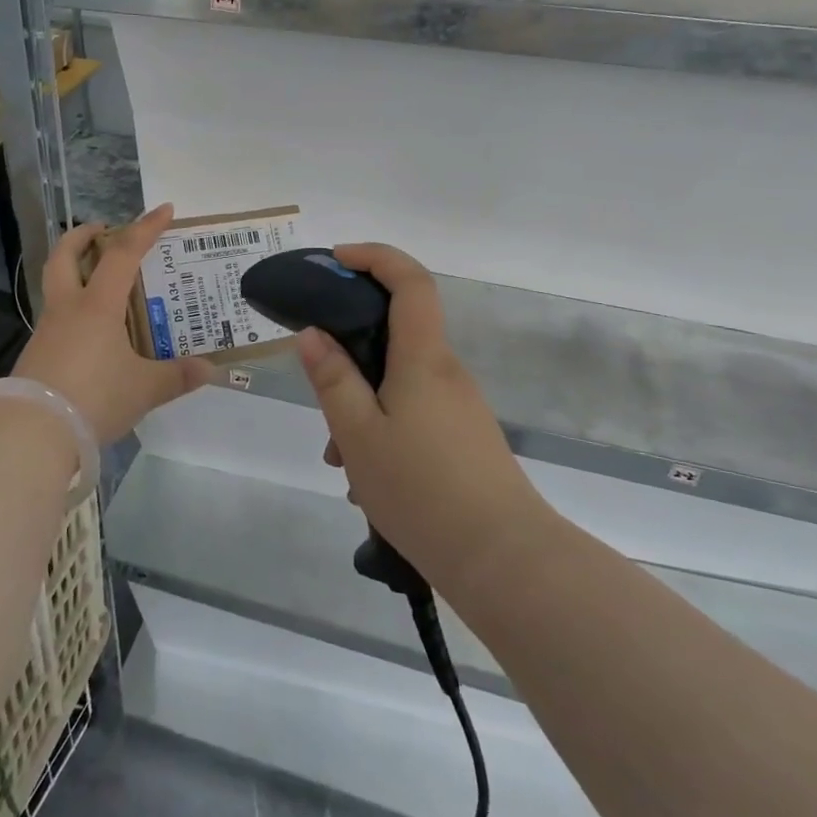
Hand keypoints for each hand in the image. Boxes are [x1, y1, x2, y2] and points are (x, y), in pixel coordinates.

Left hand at [12, 205, 218, 444]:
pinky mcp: (36, 353)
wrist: (33, 431)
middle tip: (102, 230)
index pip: (123, 254)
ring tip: (100, 281)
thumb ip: (177, 376)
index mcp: (97, 306)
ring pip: (56, 285)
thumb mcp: (144, 389)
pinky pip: (56, 317)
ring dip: (74, 271)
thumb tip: (210, 369)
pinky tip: (90, 330)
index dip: (145, 228)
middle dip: (82, 236)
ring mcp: (47, 330)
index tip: (164, 210)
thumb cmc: (94, 397)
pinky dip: (73, 308)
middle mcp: (68, 308)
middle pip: (65, 255)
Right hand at [298, 243, 535, 585]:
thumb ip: (333, 379)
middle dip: (352, 351)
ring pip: (400, 381)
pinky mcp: (464, 436)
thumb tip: (312, 333)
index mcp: (423, 357)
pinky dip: (384, 427)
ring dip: (363, 403)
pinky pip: (414, 411)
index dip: (374, 257)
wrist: (504, 560)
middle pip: (396, 333)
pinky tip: (367, 479)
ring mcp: (459, 405)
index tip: (336, 260)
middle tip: (320, 389)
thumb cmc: (422, 490)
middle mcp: (446, 371)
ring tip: (340, 459)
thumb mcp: (359, 434)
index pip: (409, 280)